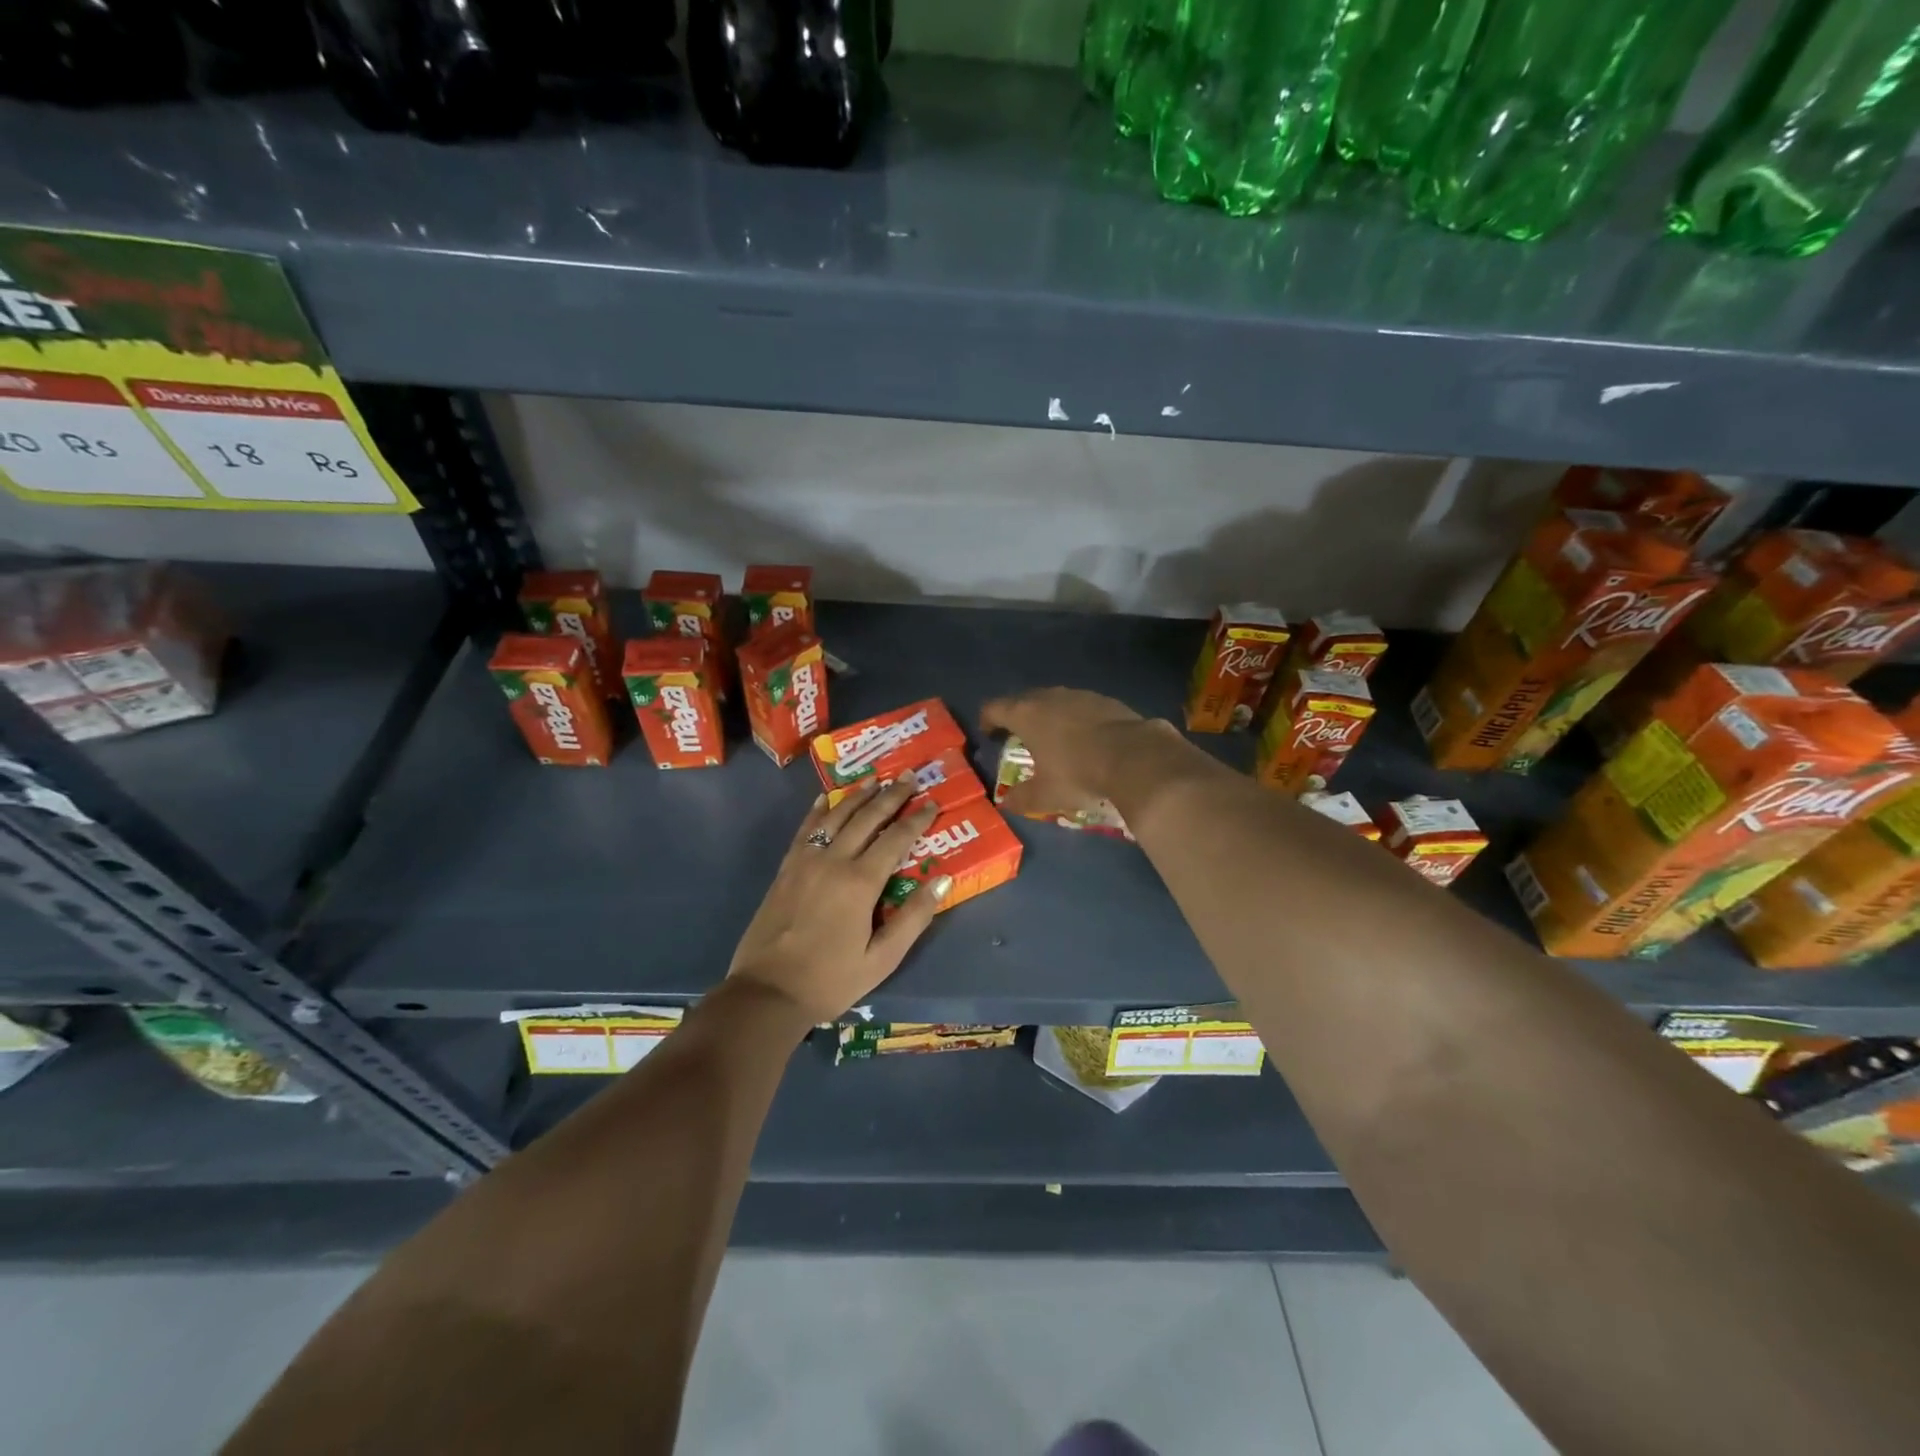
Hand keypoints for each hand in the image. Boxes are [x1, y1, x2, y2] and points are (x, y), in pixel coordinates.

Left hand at [727, 779, 946, 1023]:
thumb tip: (942, 880)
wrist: (768, 992)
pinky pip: (806, 829)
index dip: (917, 819)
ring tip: (875, 780)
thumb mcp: (882, 959)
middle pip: (867, 818)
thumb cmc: (831, 980)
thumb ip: (913, 918)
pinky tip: (827, 798)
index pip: (896, 839)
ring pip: (836, 816)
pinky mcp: (787, 868)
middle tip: (908, 776)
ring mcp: (806, 861)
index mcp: (860, 882)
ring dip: (858, 796)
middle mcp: (834, 861)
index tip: (932, 803)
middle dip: (891, 796)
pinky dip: (819, 809)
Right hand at [979, 687, 1174, 818]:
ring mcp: (1079, 695)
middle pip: (1023, 700)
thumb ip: (1021, 798)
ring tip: (1051, 737)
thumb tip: (1006, 802)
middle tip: (1018, 737)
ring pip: (1053, 700)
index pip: (994, 708)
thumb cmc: (1078, 774)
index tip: (989, 735)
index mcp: (1026, 715)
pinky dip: (1074, 718)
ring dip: (1047, 715)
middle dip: (1016, 716)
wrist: (1134, 758)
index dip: (987, 720)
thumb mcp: (1045, 795)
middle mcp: (1049, 697)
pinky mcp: (1105, 700)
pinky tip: (1084, 738)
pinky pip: (1080, 706)